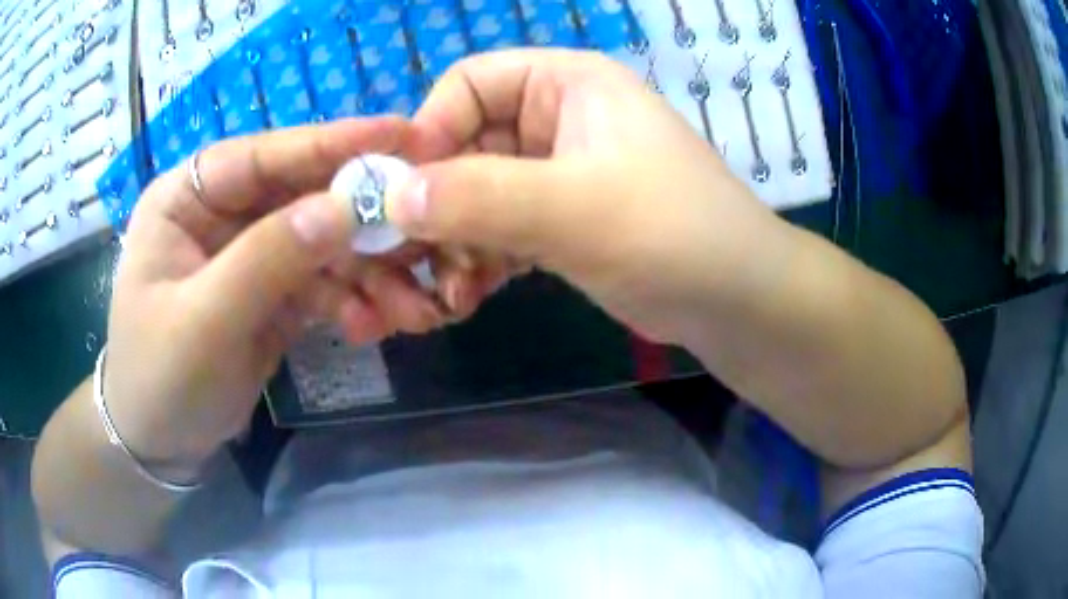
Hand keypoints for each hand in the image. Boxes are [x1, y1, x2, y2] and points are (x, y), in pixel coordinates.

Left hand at [104, 118, 458, 475]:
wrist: (160, 443)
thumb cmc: (158, 378)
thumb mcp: (204, 321)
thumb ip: (267, 260)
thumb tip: (344, 208)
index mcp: (188, 197)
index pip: (264, 156)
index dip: (333, 144)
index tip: (406, 136)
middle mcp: (223, 213)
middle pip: (304, 196)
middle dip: (362, 223)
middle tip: (426, 237)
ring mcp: (251, 252)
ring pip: (323, 243)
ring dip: (369, 273)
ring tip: (413, 308)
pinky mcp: (273, 292)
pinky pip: (324, 283)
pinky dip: (354, 302)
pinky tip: (374, 327)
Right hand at [389, 49, 798, 347]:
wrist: (735, 299)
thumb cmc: (670, 233)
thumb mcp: (572, 208)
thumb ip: (478, 197)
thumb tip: (392, 197)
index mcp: (566, 84)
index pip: (467, 85)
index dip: (428, 131)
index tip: (404, 193)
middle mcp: (558, 118)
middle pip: (466, 143)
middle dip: (439, 203)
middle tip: (419, 259)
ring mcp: (559, 172)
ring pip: (477, 193)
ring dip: (455, 240)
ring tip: (452, 292)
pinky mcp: (562, 220)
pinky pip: (499, 228)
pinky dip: (479, 260)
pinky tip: (470, 296)